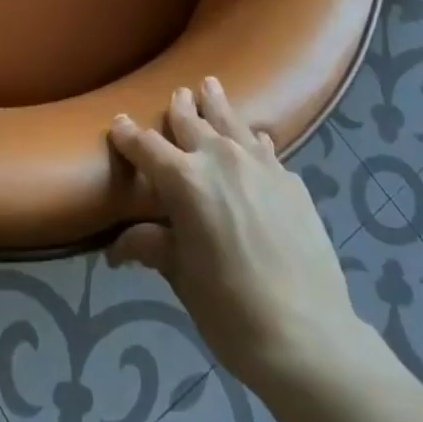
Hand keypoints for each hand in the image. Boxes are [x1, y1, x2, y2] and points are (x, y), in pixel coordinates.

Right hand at [108, 79, 356, 390]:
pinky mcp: (290, 179)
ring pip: (231, 121)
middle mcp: (220, 158)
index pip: (146, 146)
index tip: (118, 123)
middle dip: (179, 107)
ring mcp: (259, 164)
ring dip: (217, 104)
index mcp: (184, 180)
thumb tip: (116, 248)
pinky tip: (256, 140)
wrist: (306, 335)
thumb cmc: (229, 310)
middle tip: (177, 94)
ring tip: (211, 86)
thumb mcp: (182, 277)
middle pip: (191, 121)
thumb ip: (152, 247)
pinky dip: (252, 140)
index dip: (128, 135)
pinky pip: (264, 147)